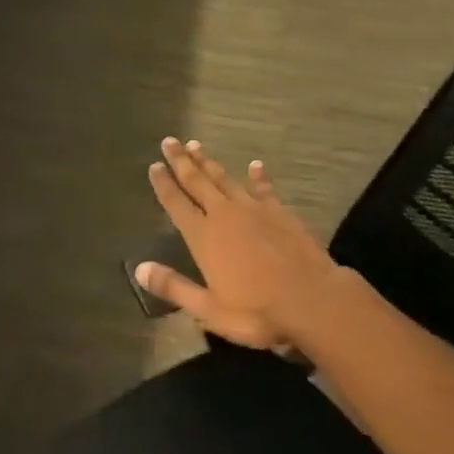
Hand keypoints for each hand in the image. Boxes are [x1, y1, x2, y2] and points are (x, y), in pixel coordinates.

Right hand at [136, 138, 345, 349]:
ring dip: (209, 162)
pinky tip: (255, 165)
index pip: (177, 204)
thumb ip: (174, 287)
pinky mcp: (280, 212)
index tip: (154, 165)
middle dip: (181, 161)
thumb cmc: (258, 311)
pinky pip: (264, 188)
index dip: (164, 184)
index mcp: (204, 237)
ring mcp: (254, 210)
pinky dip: (258, 176)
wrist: (313, 300)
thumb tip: (139, 268)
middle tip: (169, 141)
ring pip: (225, 179)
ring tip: (196, 145)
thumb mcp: (209, 310)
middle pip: (197, 182)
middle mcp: (224, 215)